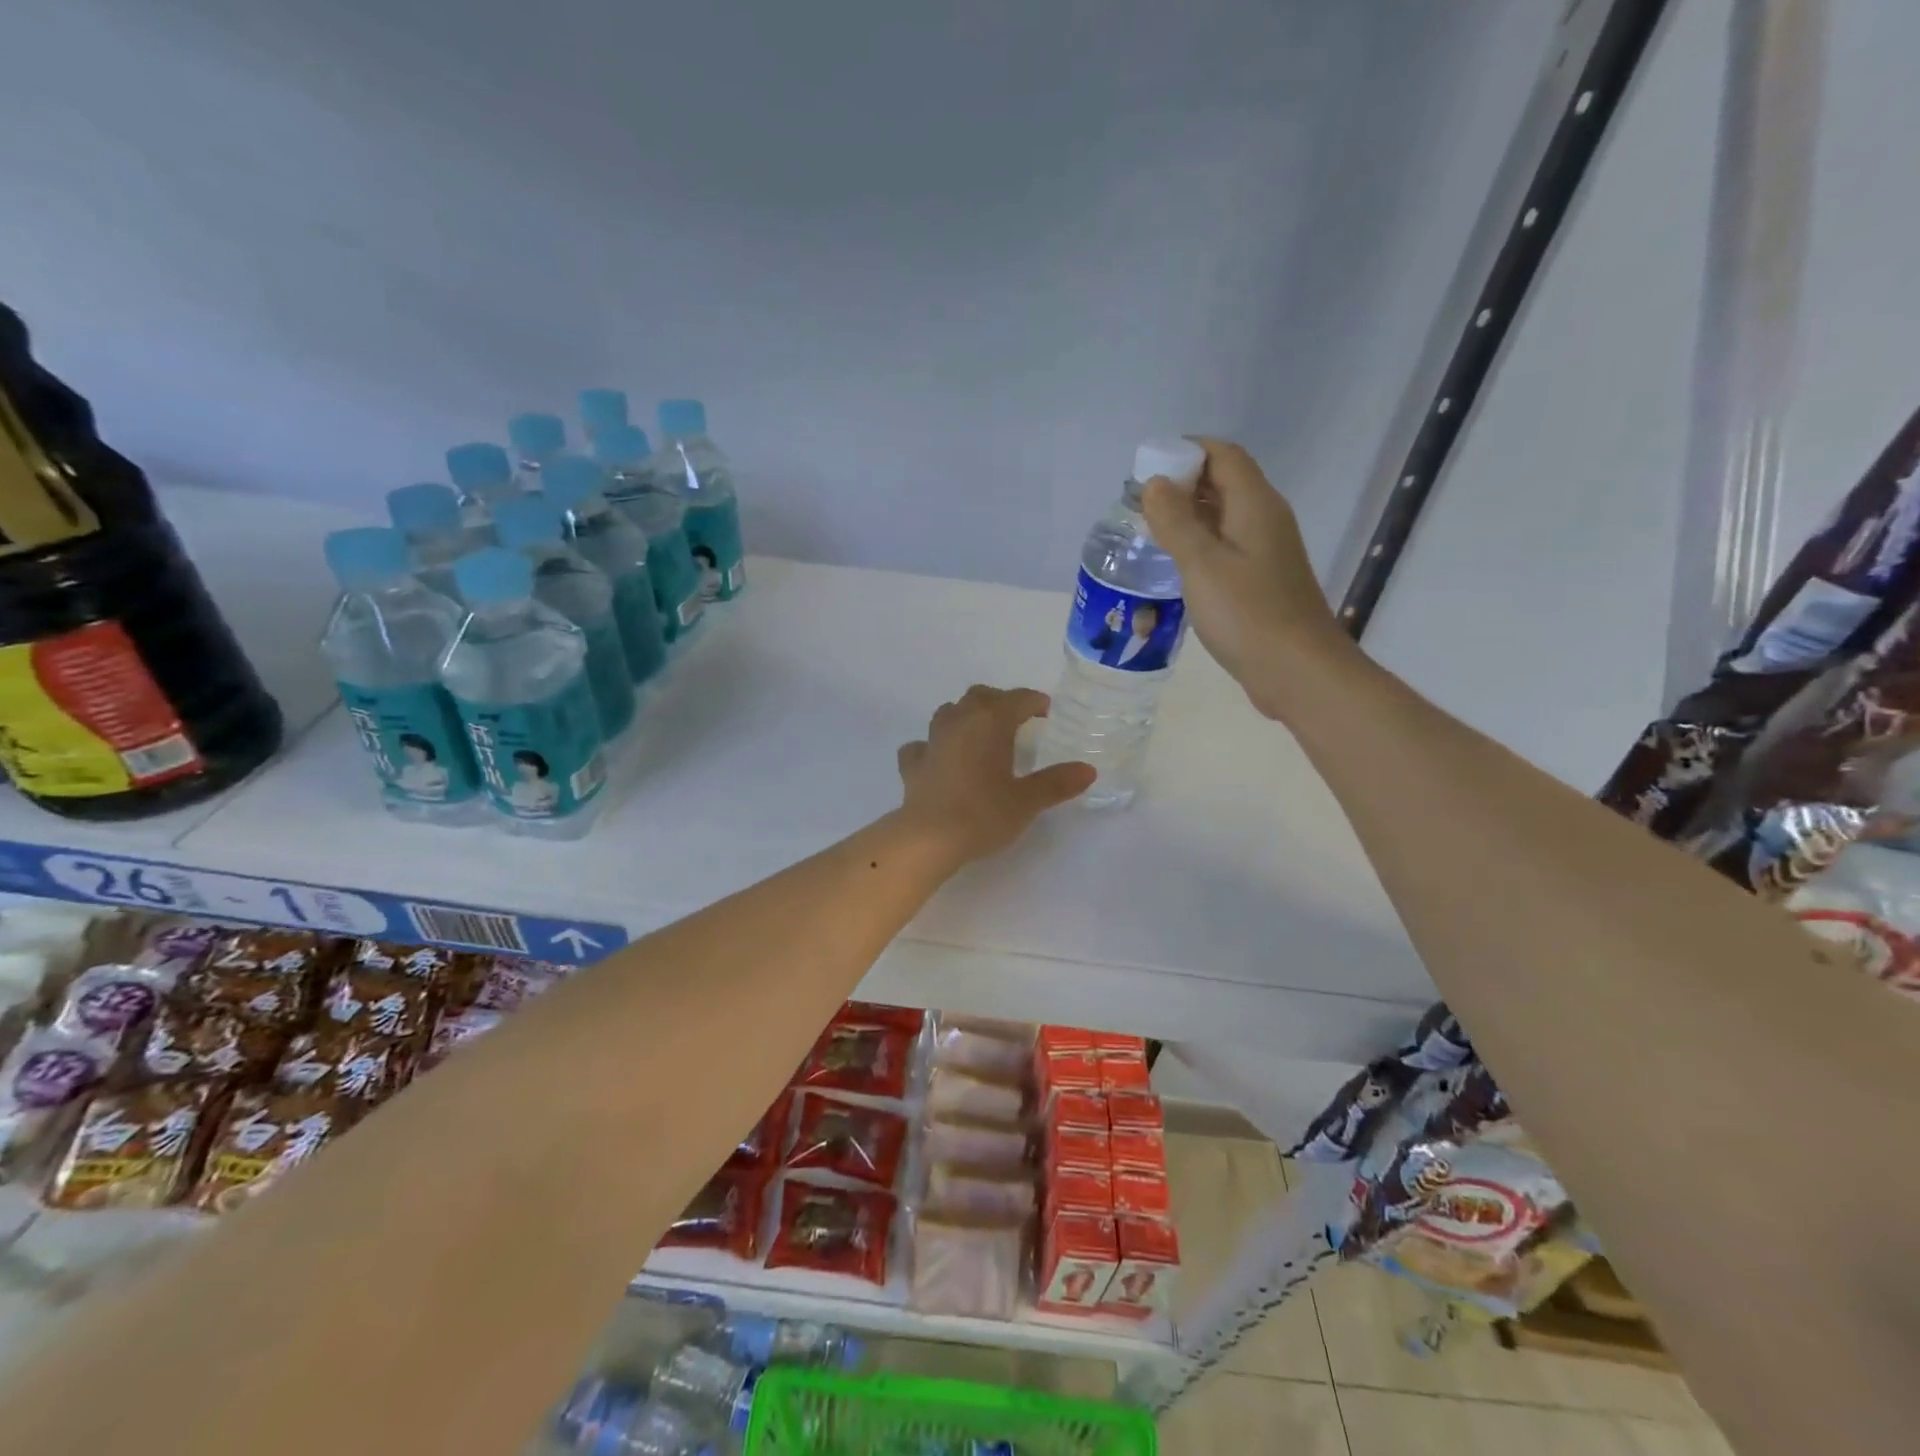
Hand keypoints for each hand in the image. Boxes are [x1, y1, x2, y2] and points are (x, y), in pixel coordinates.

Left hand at [896, 686, 1095, 862]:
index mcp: (991, 722)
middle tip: (1016, 720)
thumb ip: (1057, 782)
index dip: (1034, 701)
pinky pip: (922, 745)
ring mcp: (932, 740)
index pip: (1017, 699)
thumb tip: (1088, 770)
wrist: (929, 838)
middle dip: (999, 702)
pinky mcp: (912, 764)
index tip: (1046, 712)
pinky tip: (939, 759)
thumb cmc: (983, 814)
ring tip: (979, 734)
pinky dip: (933, 746)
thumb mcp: (1027, 800)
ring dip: (965, 716)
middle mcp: (959, 721)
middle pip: (980, 696)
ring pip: (949, 712)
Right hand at [1140, 438, 1353, 718]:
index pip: (1223, 455)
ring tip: (1148, 530)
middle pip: (1224, 482)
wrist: (1297, 671)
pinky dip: (1199, 544)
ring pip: (1224, 517)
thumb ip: (1176, 522)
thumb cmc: (1248, 614)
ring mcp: (1266, 552)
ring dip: (1189, 516)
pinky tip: (1174, 565)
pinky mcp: (1261, 581)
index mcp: (1255, 505)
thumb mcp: (1202, 565)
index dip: (1186, 451)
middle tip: (1139, 503)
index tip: (1146, 466)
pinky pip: (1226, 547)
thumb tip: (1155, 483)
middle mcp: (1265, 519)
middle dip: (1182, 483)